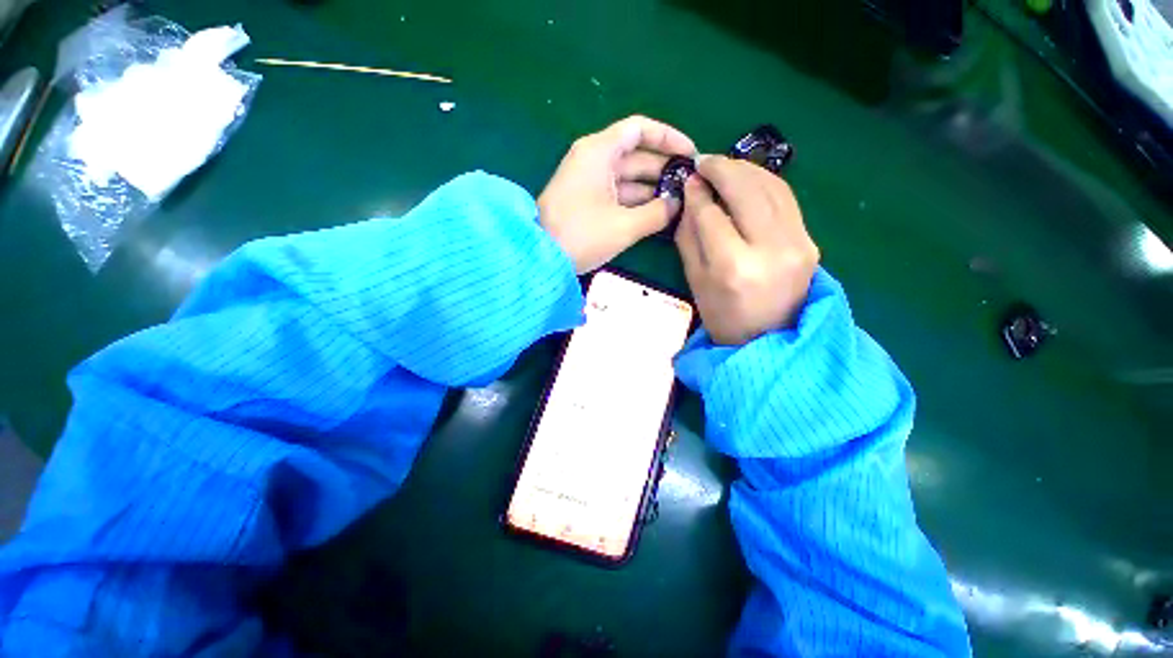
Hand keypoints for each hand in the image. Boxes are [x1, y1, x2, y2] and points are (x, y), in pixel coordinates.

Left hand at [538, 115, 695, 272]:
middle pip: (636, 155)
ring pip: (627, 178)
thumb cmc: (582, 235)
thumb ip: (657, 213)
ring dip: (651, 190)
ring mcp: (587, 181)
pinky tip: (655, 214)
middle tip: (689, 187)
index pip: (639, 129)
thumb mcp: (624, 225)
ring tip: (678, 203)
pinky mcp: (585, 200)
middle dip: (663, 170)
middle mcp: (593, 159)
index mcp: (599, 151)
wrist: (540, 257)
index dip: (668, 138)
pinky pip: (616, 194)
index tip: (690, 154)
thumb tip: (678, 204)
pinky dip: (635, 202)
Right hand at [676, 156, 819, 345]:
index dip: (697, 193)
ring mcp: (797, 243)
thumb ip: (689, 236)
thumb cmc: (722, 315)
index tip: (688, 179)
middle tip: (703, 161)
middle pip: (746, 191)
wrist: (767, 339)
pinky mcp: (811, 241)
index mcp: (733, 267)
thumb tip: (691, 195)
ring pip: (771, 187)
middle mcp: (769, 250)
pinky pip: (787, 199)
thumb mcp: (694, 280)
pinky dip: (766, 183)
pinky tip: (749, 179)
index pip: (711, 215)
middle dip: (722, 169)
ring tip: (723, 167)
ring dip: (745, 170)